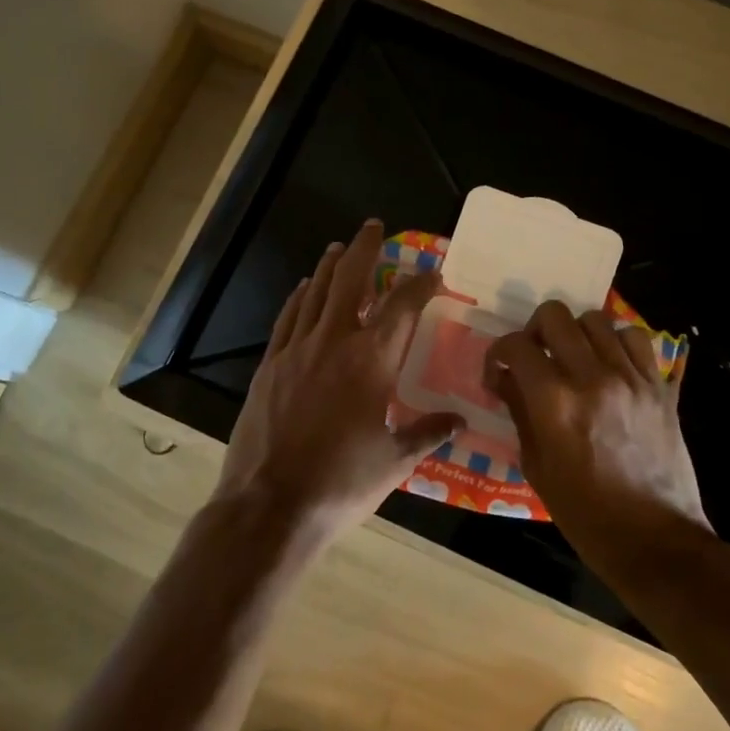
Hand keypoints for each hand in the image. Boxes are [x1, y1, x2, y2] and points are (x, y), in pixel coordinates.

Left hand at [217, 220, 464, 541]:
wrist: (270, 504)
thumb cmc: (342, 483)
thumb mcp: (395, 461)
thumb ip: (428, 432)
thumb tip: (459, 420)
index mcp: (372, 361)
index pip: (403, 307)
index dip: (421, 284)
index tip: (433, 273)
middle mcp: (334, 342)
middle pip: (350, 279)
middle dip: (365, 248)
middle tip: (373, 226)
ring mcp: (296, 350)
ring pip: (315, 292)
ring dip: (330, 266)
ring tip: (340, 247)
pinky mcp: (269, 365)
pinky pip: (288, 318)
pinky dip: (299, 297)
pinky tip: (303, 288)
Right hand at [484, 301, 711, 577]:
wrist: (655, 540)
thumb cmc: (586, 514)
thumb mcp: (537, 467)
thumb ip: (519, 412)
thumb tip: (505, 379)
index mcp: (555, 402)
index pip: (517, 346)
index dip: (499, 353)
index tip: (499, 370)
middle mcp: (592, 377)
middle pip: (555, 315)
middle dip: (534, 329)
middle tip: (535, 355)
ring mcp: (631, 378)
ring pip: (597, 319)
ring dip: (576, 333)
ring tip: (574, 358)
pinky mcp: (659, 386)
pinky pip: (636, 339)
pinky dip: (617, 343)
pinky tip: (610, 365)